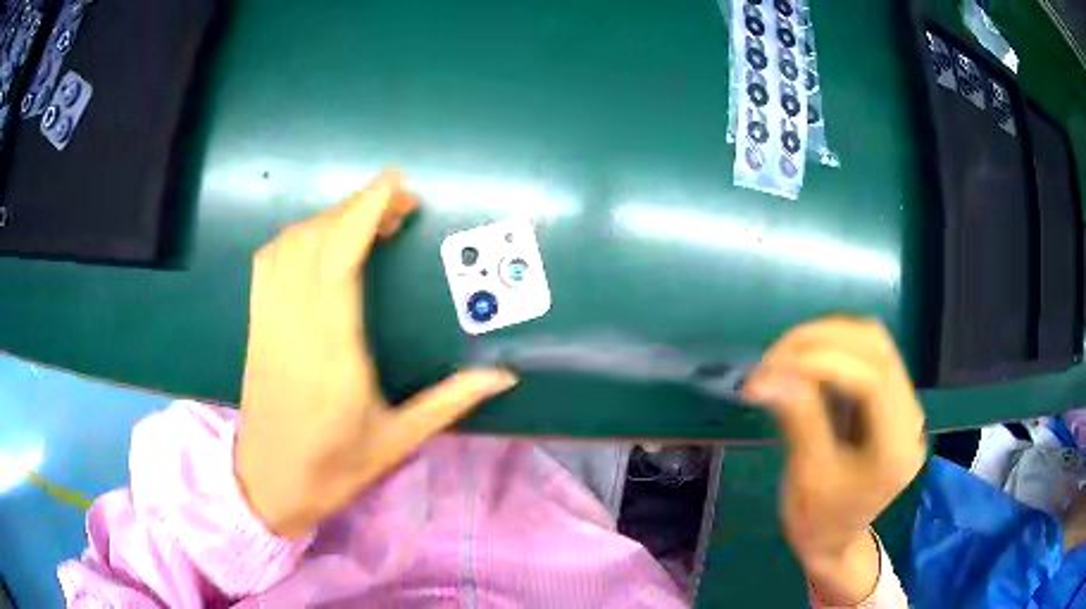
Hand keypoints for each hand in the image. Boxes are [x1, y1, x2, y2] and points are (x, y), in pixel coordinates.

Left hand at [234, 170, 516, 538]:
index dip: (365, 211)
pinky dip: (295, 238)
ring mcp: (269, 324)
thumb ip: (449, 401)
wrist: (267, 485)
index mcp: (333, 355)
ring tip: (363, 222)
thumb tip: (503, 375)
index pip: (341, 260)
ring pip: (290, 246)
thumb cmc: (332, 469)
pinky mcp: (256, 326)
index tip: (395, 186)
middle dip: (357, 207)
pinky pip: (267, 263)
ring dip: (327, 219)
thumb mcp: (397, 442)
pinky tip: (317, 242)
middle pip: (316, 240)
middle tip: (398, 207)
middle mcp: (295, 328)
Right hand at [743, 318, 925, 603]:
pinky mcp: (890, 398)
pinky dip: (832, 348)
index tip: (771, 369)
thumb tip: (768, 375)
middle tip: (771, 359)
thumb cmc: (819, 521)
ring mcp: (904, 404)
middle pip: (876, 348)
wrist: (836, 541)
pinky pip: (866, 354)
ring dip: (825, 338)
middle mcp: (910, 417)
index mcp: (896, 447)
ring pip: (872, 341)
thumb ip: (799, 420)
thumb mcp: (807, 477)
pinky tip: (803, 362)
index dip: (822, 362)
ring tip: (783, 357)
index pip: (872, 379)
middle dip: (820, 341)